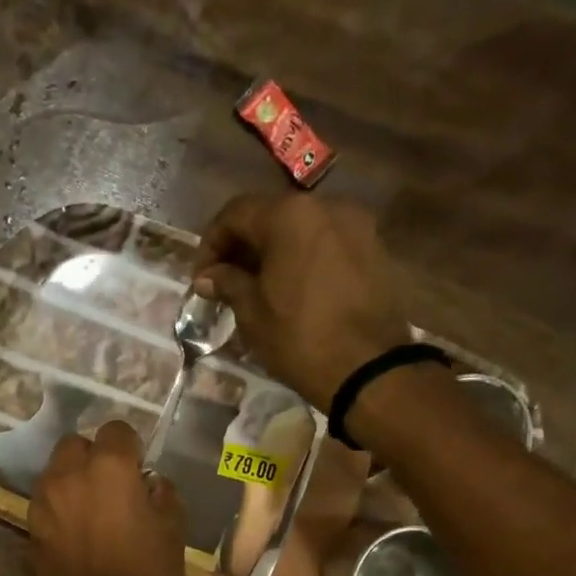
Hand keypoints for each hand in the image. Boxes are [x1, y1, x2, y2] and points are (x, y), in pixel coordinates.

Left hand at [28, 421, 185, 575]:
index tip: (141, 471)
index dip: (131, 448)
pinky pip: (48, 503)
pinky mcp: (30, 532)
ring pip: (57, 473)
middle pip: (76, 445)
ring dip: (75, 481)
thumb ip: (162, 496)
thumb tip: (150, 484)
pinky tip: (80, 534)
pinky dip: (62, 507)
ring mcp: (43, 504)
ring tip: (97, 512)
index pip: (116, 431)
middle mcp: (68, 476)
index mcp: (109, 469)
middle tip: (116, 488)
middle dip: (95, 458)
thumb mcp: (173, 534)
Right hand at [192, 193, 412, 406]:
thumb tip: (208, 277)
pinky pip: (327, 246)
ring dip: (275, 253)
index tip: (202, 278)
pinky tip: (293, 292)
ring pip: (302, 231)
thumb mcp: (252, 313)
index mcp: (289, 215)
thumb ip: (228, 283)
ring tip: (260, 289)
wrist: (367, 368)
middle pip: (272, 217)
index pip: (236, 214)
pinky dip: (304, 261)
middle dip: (244, 247)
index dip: (212, 244)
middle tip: (226, 283)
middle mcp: (326, 206)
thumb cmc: (299, 338)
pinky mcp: (374, 250)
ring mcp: (356, 226)